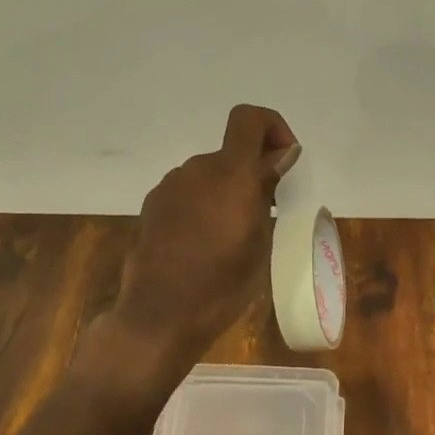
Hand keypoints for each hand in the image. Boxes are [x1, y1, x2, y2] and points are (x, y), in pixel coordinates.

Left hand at [99, 105, 299, 382]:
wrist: (158, 316)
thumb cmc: (222, 285)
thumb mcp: (260, 240)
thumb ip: (267, 190)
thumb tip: (280, 156)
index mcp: (229, 173)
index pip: (249, 118)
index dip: (272, 127)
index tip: (282, 161)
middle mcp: (197, 169)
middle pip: (231, 153)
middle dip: (251, 174)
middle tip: (263, 216)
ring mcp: (170, 186)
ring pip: (209, 175)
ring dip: (225, 192)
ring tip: (230, 238)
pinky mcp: (152, 205)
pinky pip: (188, 192)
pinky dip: (202, 206)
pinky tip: (201, 245)